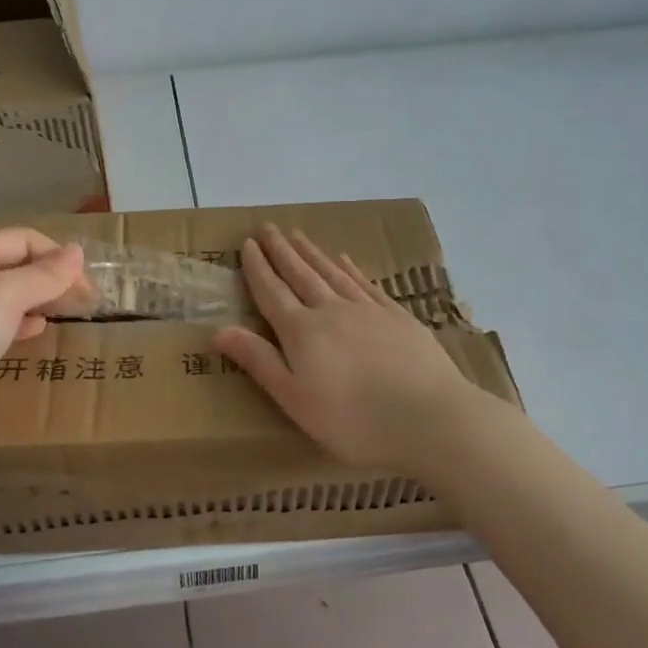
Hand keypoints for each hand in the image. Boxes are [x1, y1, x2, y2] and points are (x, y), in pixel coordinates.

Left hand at [0, 228, 88, 454]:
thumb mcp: (6, 296)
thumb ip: (44, 274)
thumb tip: (76, 251)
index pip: (21, 239)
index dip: (56, 254)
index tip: (85, 285)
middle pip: (12, 266)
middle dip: (50, 277)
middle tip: (83, 301)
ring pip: (5, 297)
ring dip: (37, 300)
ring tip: (62, 314)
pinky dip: (20, 324)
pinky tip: (33, 333)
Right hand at [214, 226, 485, 473]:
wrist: (430, 418)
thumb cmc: (353, 420)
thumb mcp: (294, 399)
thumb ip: (258, 361)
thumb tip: (218, 330)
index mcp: (301, 332)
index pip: (272, 292)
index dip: (257, 268)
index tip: (247, 243)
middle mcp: (331, 310)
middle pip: (300, 274)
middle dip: (281, 251)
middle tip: (268, 227)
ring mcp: (367, 310)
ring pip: (332, 272)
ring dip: (312, 253)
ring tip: (297, 235)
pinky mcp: (397, 317)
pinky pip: (365, 283)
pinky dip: (350, 268)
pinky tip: (344, 258)